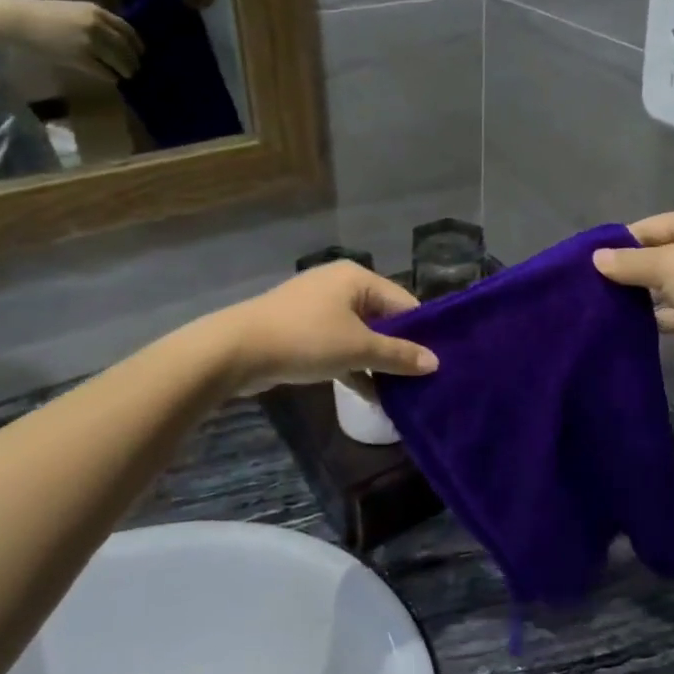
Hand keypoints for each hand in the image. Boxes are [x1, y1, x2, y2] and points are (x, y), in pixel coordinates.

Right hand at [0, 0, 142, 81]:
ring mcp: (90, 42)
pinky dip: (111, 77)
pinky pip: (105, 72)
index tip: (141, 53)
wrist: (17, 21)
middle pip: (127, 48)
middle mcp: (98, 25)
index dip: (138, 44)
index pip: (128, 30)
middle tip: (137, 69)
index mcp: (97, 11)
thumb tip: (117, 40)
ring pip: (120, 61)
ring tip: (127, 76)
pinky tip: (111, 79)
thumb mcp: (75, 11)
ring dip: (126, 71)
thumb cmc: (43, 15)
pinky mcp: (81, 58)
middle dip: (135, 61)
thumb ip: (97, 22)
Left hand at [210, 261, 438, 395]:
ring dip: (377, 363)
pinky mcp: (303, 331)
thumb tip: (435, 363)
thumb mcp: (358, 348)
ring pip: (361, 336)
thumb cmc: (305, 339)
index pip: (404, 303)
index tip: (438, 362)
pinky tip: (371, 395)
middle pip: (383, 319)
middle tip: (423, 380)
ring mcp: (319, 309)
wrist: (236, 350)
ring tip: (402, 393)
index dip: (422, 332)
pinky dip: (354, 367)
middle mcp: (340, 286)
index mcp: (357, 279)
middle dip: (399, 350)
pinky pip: (340, 347)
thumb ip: (398, 355)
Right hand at [593, 208, 673, 388]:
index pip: (653, 225)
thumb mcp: (668, 266)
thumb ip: (630, 262)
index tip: (591, 264)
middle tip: (597, 290)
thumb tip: (596, 257)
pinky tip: (642, 329)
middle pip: (664, 254)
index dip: (622, 242)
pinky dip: (668, 317)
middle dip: (633, 272)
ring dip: (649, 297)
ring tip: (612, 311)